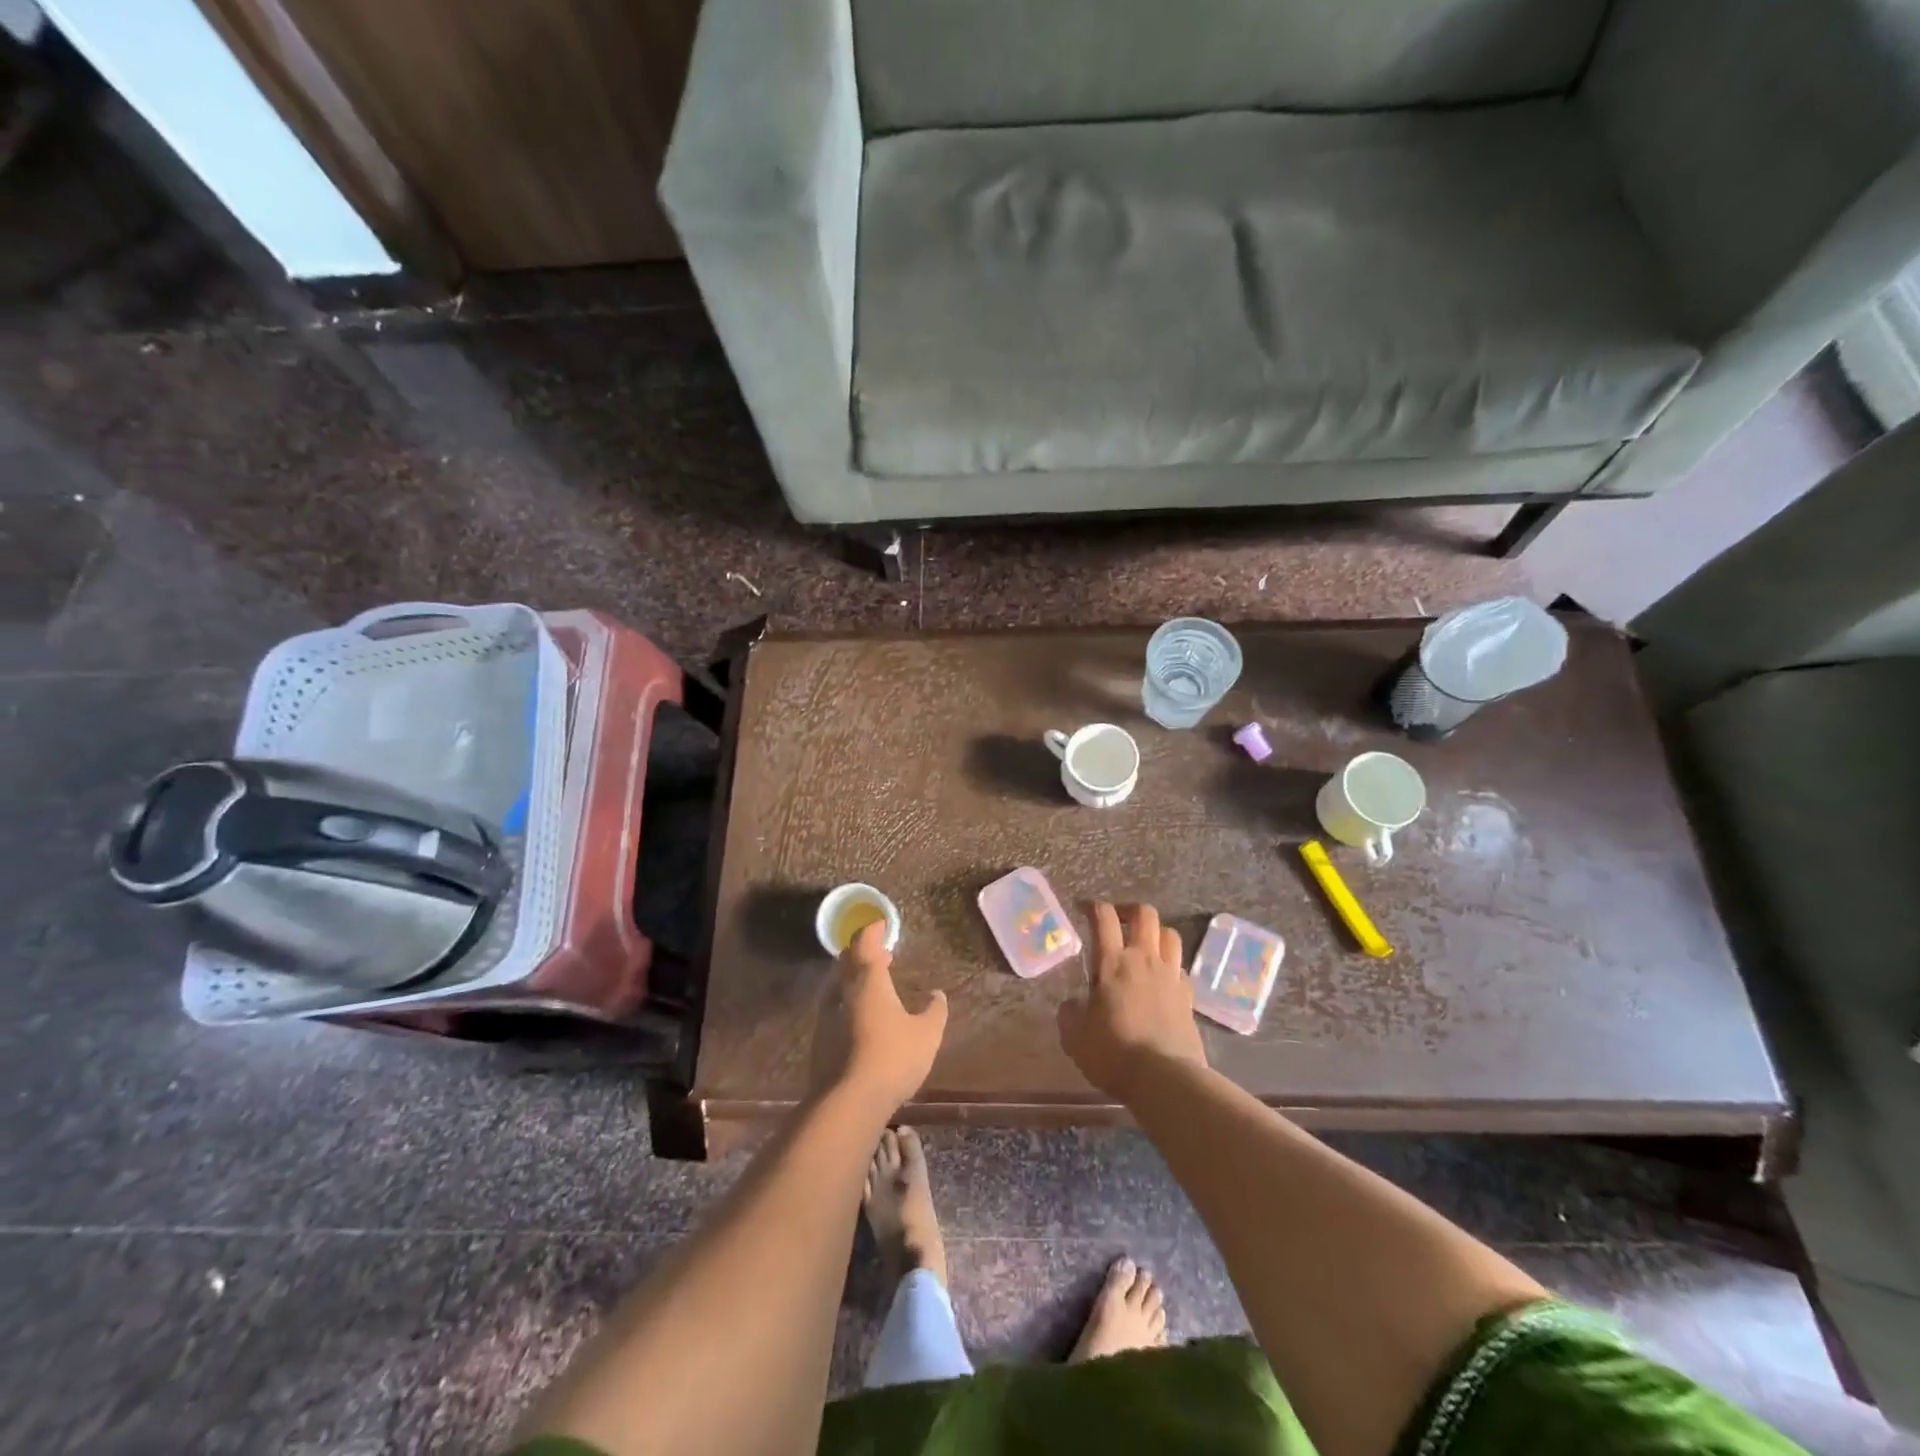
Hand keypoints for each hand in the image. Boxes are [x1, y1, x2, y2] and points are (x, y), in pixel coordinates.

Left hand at [810, 920, 948, 1114]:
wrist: (847, 1102)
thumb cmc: (892, 1058)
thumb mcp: (926, 1034)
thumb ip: (934, 1011)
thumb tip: (937, 994)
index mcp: (868, 980)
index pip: (865, 943)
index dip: (873, 931)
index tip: (882, 924)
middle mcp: (843, 991)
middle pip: (847, 961)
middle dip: (862, 952)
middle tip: (880, 953)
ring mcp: (827, 1016)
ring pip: (838, 985)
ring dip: (854, 978)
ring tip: (873, 985)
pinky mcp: (819, 1040)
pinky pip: (834, 1007)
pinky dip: (848, 1002)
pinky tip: (860, 1017)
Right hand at [1058, 902, 1207, 1097]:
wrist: (1165, 1079)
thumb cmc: (1114, 1053)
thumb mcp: (1075, 1037)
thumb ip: (1070, 1014)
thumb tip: (1072, 1004)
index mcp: (1113, 963)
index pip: (1104, 918)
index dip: (1093, 907)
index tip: (1084, 909)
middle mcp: (1144, 960)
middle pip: (1145, 914)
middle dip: (1129, 910)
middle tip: (1118, 921)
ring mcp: (1170, 975)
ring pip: (1170, 934)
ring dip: (1155, 933)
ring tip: (1144, 945)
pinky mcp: (1188, 995)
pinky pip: (1180, 966)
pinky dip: (1170, 964)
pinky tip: (1161, 979)